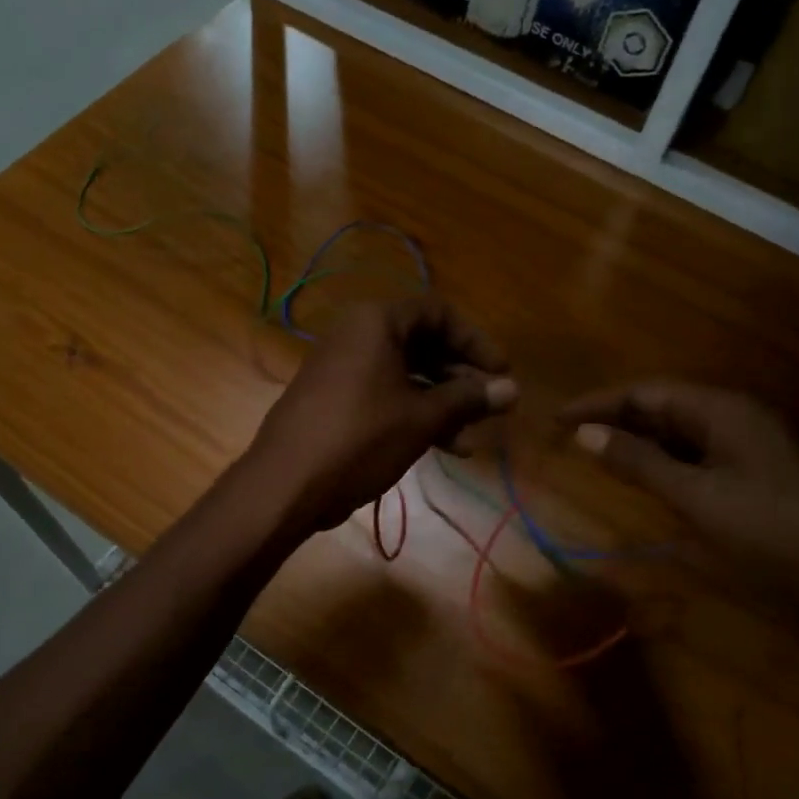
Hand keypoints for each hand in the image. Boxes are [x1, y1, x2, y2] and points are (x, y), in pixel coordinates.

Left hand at [246, 298, 517, 533]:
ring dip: (441, 402)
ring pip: (405, 375)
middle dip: (460, 377)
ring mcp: (342, 368)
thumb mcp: (422, 418)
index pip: (438, 313)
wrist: (285, 485)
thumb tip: (513, 389)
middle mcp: (357, 335)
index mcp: (376, 322)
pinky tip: (442, 447)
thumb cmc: (360, 439)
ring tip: (470, 438)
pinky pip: (384, 395)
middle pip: (423, 343)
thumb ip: (468, 399)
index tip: (501, 373)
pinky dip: (413, 414)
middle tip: (490, 407)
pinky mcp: (334, 399)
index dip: (475, 342)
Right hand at [560, 382, 798, 666]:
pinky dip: (665, 463)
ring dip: (638, 441)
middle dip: (616, 419)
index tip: (556, 418)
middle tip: (569, 437)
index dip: (599, 403)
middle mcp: (738, 418)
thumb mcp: (698, 499)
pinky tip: (646, 478)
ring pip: (681, 433)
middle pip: (664, 407)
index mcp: (726, 410)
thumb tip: (584, 433)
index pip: (647, 391)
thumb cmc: (773, 537)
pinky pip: (699, 457)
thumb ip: (639, 462)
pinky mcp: (757, 479)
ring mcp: (751, 449)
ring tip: (597, 455)